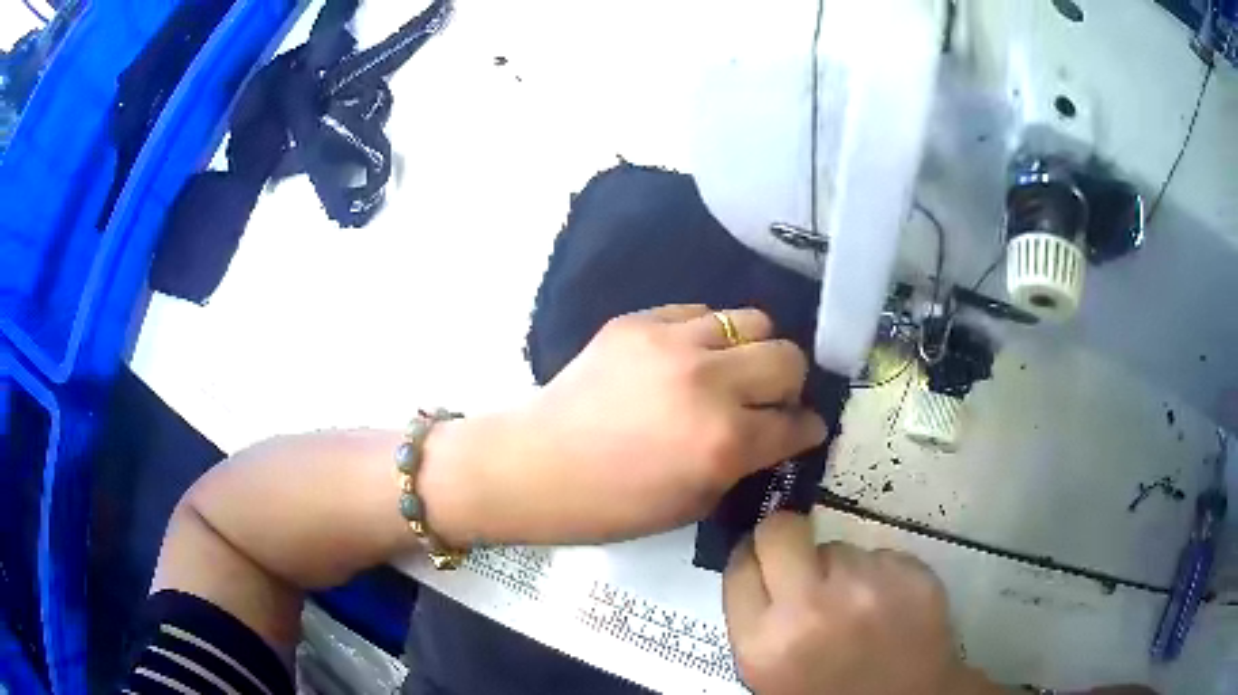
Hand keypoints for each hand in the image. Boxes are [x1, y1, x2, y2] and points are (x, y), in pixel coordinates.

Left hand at [425, 304, 825, 545]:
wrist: (534, 466)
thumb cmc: (611, 506)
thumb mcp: (694, 503)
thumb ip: (745, 463)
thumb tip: (776, 434)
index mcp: (723, 442)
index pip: (796, 423)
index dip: (807, 429)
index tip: (803, 430)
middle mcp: (708, 382)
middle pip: (788, 356)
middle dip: (790, 384)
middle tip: (769, 401)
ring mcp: (671, 342)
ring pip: (751, 320)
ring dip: (753, 350)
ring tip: (731, 372)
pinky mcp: (638, 321)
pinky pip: (698, 313)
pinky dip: (707, 337)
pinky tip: (687, 360)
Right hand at [723, 513, 997, 694]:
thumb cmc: (828, 694)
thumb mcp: (770, 671)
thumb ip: (758, 619)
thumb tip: (756, 560)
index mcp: (766, 643)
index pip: (740, 564)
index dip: (753, 557)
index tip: (764, 559)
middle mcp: (813, 609)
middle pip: (782, 530)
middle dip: (788, 537)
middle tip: (803, 561)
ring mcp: (870, 588)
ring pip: (841, 547)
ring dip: (843, 568)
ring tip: (857, 607)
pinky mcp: (914, 575)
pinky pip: (882, 555)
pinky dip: (881, 574)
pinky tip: (889, 607)